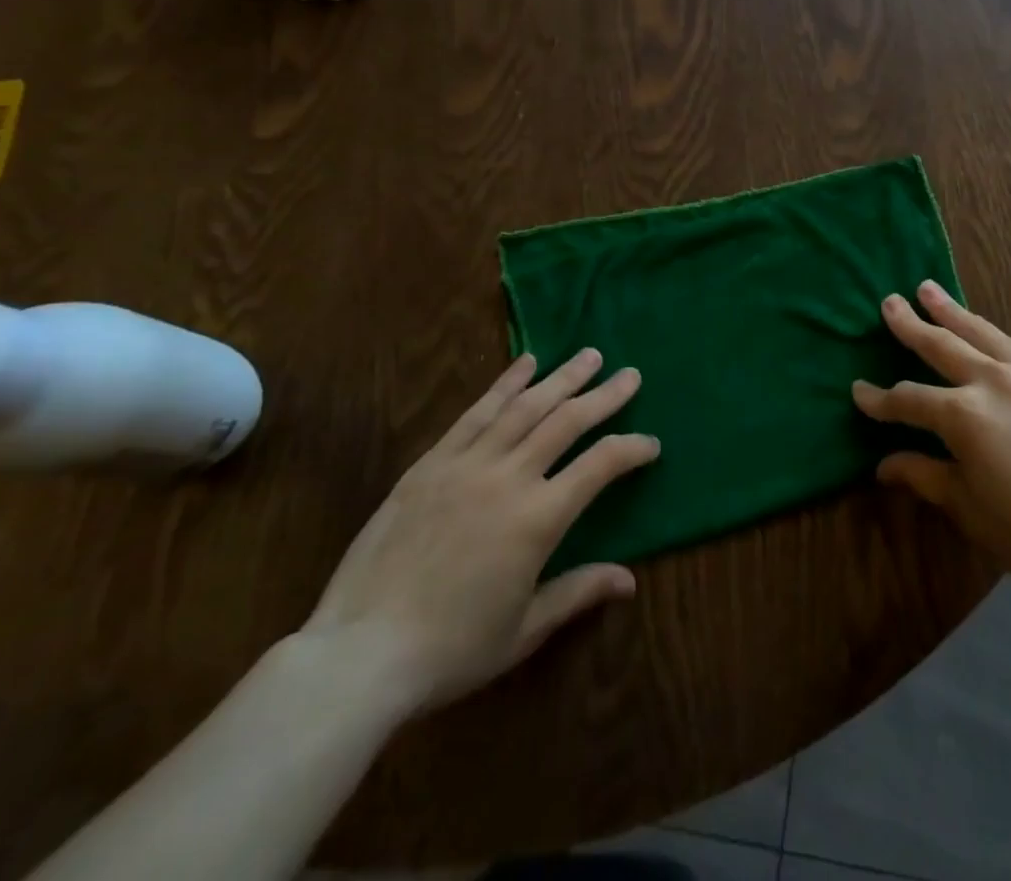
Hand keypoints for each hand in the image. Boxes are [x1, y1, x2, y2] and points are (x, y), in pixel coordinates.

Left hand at [302, 349, 658, 712]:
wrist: (359, 654)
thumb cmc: (450, 650)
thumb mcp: (524, 630)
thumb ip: (578, 592)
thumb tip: (630, 580)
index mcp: (538, 519)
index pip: (600, 466)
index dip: (631, 449)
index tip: (651, 444)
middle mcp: (508, 478)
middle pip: (567, 422)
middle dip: (604, 396)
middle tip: (630, 375)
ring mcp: (466, 464)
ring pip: (525, 407)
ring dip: (562, 378)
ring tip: (589, 355)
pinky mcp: (431, 463)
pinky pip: (476, 413)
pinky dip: (505, 384)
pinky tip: (526, 364)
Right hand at [853, 281, 1010, 615]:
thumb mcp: (967, 506)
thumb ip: (923, 474)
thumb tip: (884, 464)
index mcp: (964, 415)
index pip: (909, 399)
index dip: (879, 399)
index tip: (858, 391)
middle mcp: (993, 382)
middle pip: (941, 345)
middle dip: (911, 325)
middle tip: (890, 302)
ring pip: (982, 332)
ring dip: (952, 311)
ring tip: (929, 289)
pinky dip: (991, 336)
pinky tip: (984, 332)